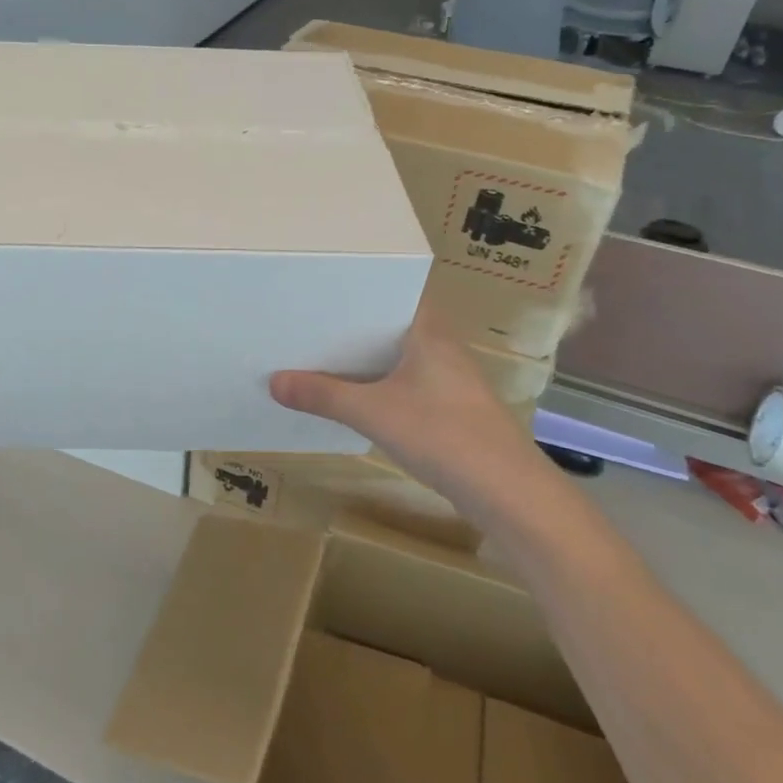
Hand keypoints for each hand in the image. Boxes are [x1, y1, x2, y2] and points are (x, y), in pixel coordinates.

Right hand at [270, 306, 544, 509]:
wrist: (507, 491)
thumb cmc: (442, 434)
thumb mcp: (372, 412)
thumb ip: (323, 395)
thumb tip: (274, 381)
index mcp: (428, 331)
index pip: (392, 294)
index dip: (357, 291)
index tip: (320, 292)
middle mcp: (442, 348)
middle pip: (390, 328)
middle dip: (351, 330)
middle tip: (307, 326)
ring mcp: (450, 381)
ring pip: (398, 360)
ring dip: (365, 363)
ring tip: (320, 359)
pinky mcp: (451, 411)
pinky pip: (406, 386)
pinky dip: (380, 388)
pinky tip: (354, 400)